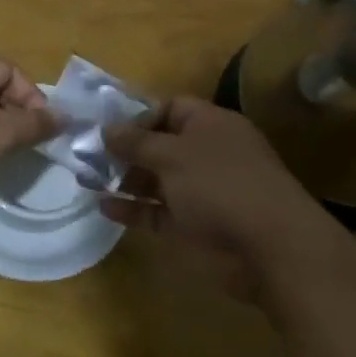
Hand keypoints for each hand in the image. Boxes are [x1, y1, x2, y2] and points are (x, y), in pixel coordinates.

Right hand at [101, 95, 325, 259]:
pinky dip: (133, 210)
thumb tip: (107, 129)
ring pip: (155, 180)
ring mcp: (200, 191)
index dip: (138, 114)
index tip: (104, 125)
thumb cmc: (221, 185)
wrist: (270, 248)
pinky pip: (157, 212)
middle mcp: (205, 154)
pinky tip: (103, 207)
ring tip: (85, 178)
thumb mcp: (173, 155)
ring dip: (123, 179)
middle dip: (124, 149)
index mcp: (210, 125)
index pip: (170, 107)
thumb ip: (136, 142)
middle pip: (159, 144)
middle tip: (85, 153)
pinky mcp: (193, 225)